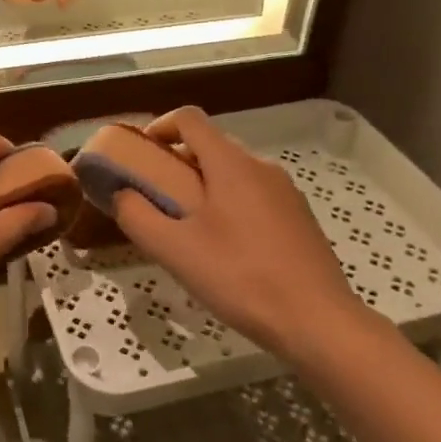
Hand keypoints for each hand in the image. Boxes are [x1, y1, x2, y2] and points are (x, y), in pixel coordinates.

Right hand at [112, 108, 368, 358]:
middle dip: (179, 161)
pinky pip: (255, 194)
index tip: (141, 154)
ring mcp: (286, 192)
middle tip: (158, 196)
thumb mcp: (175, 251)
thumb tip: (120, 194)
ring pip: (235, 171)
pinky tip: (226, 248)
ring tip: (189, 226)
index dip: (160, 126)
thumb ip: (137, 216)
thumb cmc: (241, 278)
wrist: (320, 323)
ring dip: (205, 185)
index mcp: (231, 164)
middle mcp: (261, 166)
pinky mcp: (301, 218)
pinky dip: (231, 203)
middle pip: (212, 144)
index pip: (190, 118)